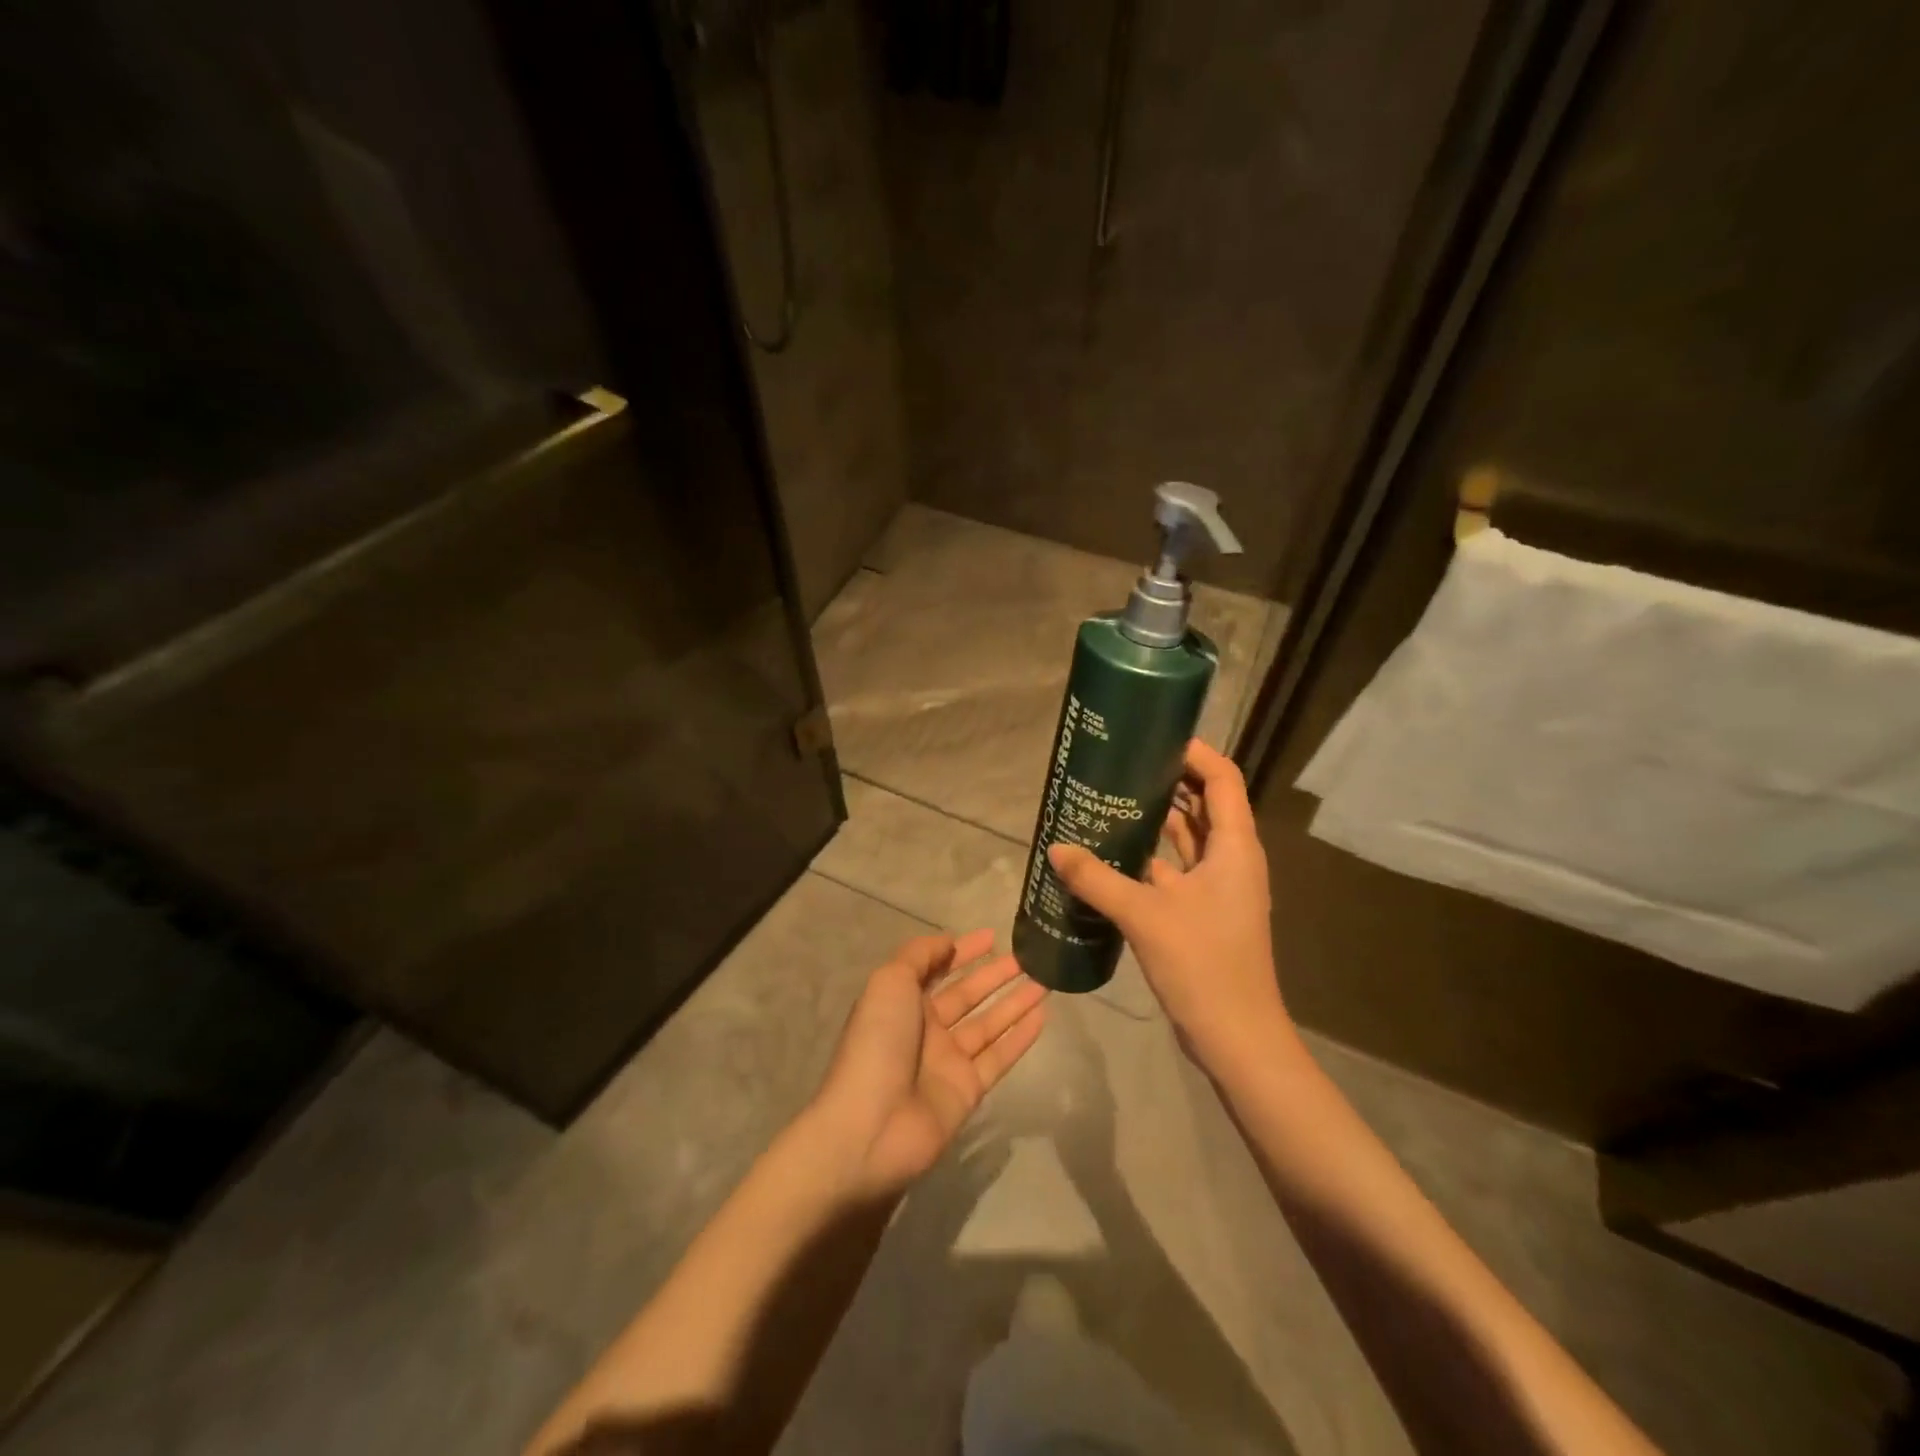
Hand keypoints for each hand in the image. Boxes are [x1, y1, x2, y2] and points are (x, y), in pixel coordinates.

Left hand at [811, 930, 1046, 1197]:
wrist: (871, 1127)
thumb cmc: (877, 1043)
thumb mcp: (889, 982)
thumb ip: (919, 956)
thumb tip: (948, 942)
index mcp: (902, 1002)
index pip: (937, 969)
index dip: (963, 952)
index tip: (992, 936)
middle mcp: (926, 1029)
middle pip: (967, 995)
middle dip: (994, 975)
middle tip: (1029, 957)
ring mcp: (948, 1061)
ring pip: (988, 1023)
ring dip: (1014, 1002)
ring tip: (1045, 980)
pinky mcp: (968, 1090)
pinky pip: (999, 1057)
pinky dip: (1020, 1037)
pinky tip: (1042, 1016)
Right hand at [1048, 739, 1290, 1072]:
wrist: (1236, 1037)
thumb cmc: (1203, 964)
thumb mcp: (1145, 915)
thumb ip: (1097, 879)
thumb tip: (1056, 848)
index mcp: (1234, 847)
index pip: (1222, 779)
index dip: (1194, 753)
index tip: (1154, 738)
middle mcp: (1232, 860)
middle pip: (1205, 804)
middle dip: (1169, 781)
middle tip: (1122, 766)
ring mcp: (1219, 888)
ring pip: (1189, 839)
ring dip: (1158, 819)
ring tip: (1112, 801)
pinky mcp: (1203, 913)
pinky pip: (1176, 870)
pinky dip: (1151, 858)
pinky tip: (1114, 856)